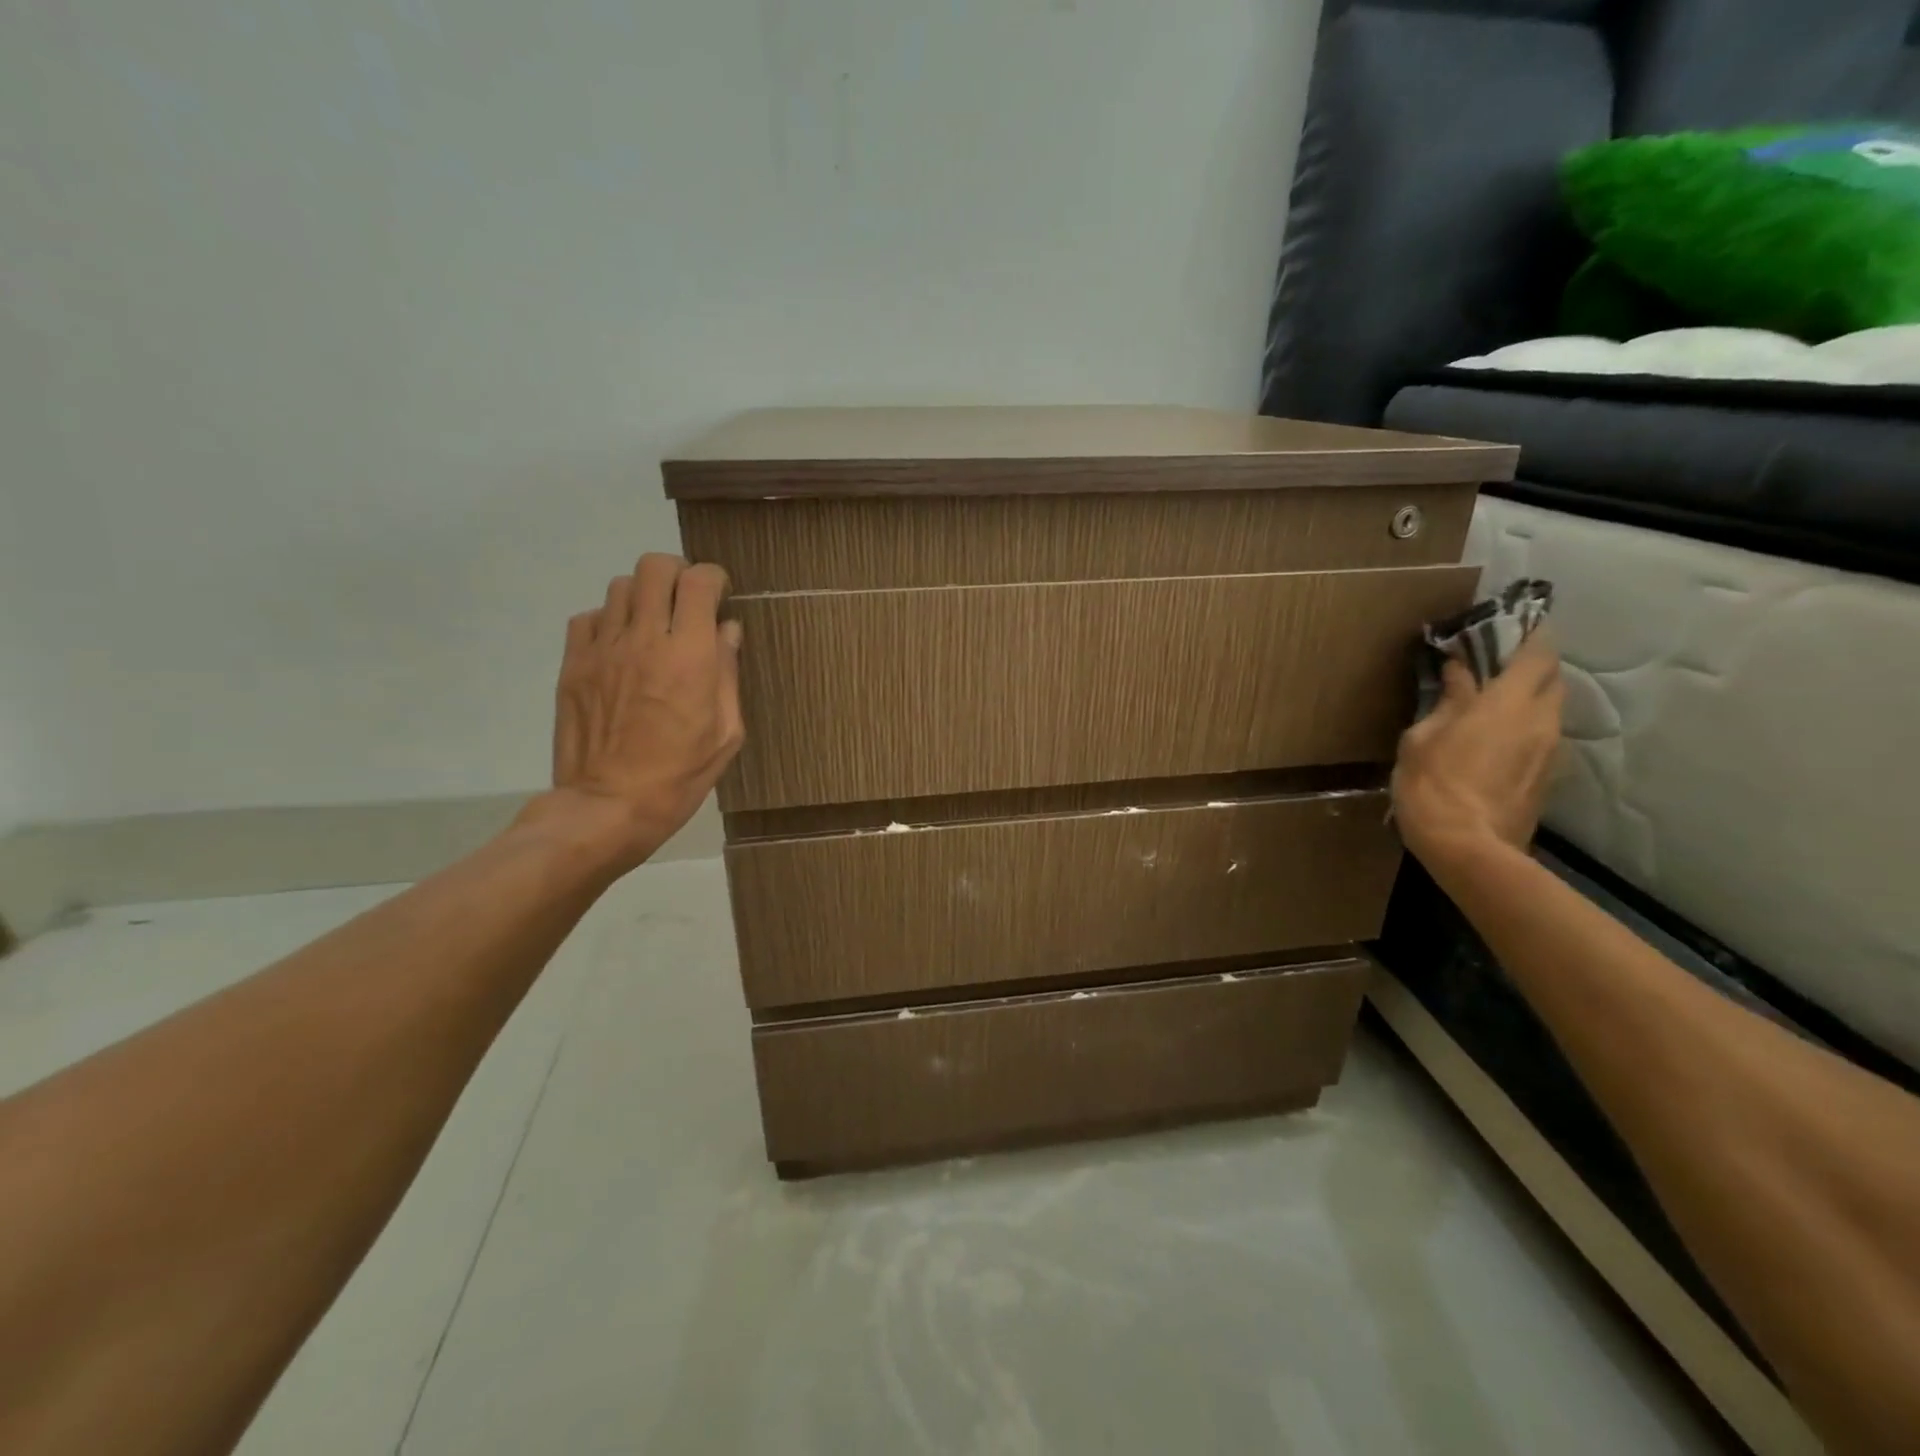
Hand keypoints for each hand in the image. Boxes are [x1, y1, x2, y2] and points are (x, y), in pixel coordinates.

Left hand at [522, 554, 744, 874]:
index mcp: (690, 656)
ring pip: (621, 586)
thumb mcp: (726, 733)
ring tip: (653, 623)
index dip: (714, 578)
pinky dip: (610, 620)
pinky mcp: (573, 663)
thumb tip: (728, 630)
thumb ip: (728, 674)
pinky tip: (621, 646)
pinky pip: (589, 617)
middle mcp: (645, 639)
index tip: (720, 594)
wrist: (608, 806)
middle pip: (655, 567)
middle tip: (686, 600)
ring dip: (644, 596)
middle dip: (678, 573)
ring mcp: (603, 648)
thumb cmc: (680, 775)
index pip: (699, 582)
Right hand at [1391, 631, 1564, 877]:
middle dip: (1530, 666)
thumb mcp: (1423, 737)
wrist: (1468, 848)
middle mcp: (1541, 720)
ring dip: (1527, 699)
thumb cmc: (1433, 784)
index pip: (1537, 653)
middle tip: (1496, 664)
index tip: (1518, 621)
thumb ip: (1448, 700)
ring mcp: (1551, 751)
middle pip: (1551, 679)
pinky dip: (1524, 728)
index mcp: (1508, 703)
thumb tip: (1459, 673)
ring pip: (1548, 710)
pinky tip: (1495, 741)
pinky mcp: (1547, 777)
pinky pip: (1541, 738)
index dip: (1532, 633)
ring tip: (1493, 704)